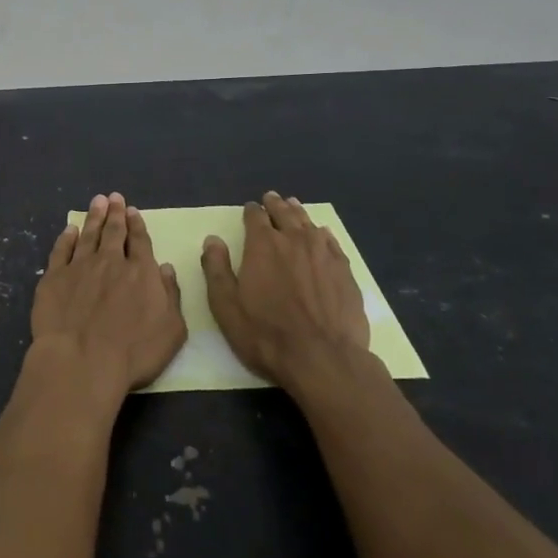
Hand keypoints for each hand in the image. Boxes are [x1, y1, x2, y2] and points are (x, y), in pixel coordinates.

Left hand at [30, 192, 186, 407]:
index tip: (132, 210)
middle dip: (115, 213)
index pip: (139, 241)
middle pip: (113, 231)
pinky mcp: (54, 278)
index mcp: (141, 272)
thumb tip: (166, 268)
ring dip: (93, 217)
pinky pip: (61, 251)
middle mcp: (110, 262)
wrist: (81, 361)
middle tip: (114, 197)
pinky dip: (66, 238)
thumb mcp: (171, 330)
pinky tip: (69, 229)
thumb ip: (171, 295)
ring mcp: (80, 267)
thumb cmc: (133, 353)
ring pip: (88, 235)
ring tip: (97, 202)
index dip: (136, 225)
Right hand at [201, 192, 371, 396]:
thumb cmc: (266, 334)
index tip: (250, 208)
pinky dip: (323, 233)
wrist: (324, 359)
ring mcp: (323, 254)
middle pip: (284, 213)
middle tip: (272, 198)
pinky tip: (322, 233)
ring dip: (298, 213)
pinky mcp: (344, 271)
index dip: (251, 211)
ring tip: (294, 205)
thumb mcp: (226, 306)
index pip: (255, 217)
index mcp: (263, 245)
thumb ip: (216, 269)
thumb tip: (212, 239)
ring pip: (309, 224)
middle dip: (275, 205)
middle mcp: (294, 240)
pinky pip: (332, 243)